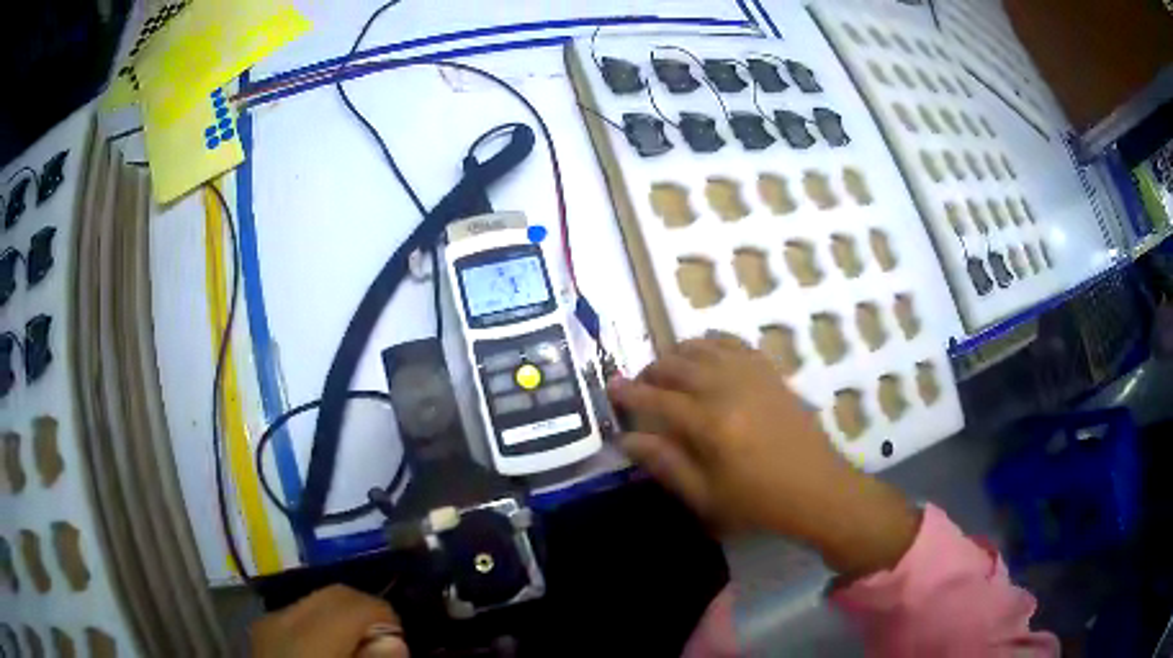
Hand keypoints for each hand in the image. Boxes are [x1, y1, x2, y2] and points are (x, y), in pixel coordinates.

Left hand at [250, 585, 409, 657]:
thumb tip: (394, 640)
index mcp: (308, 638)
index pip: (355, 602)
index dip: (385, 618)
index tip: (399, 643)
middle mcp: (282, 619)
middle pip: (334, 594)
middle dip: (365, 612)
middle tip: (383, 644)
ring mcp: (267, 623)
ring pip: (315, 600)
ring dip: (343, 618)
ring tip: (357, 648)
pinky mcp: (261, 631)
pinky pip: (298, 614)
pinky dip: (321, 624)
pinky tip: (329, 649)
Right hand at [609, 335, 919, 577]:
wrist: (817, 489)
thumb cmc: (758, 502)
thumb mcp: (705, 496)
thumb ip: (665, 464)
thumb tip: (628, 440)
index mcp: (709, 424)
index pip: (657, 399)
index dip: (629, 393)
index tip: (610, 388)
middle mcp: (727, 388)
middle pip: (676, 364)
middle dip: (650, 372)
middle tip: (639, 387)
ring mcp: (752, 374)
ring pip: (702, 346)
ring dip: (678, 354)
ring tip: (669, 372)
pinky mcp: (770, 371)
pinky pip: (734, 343)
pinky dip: (712, 344)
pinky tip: (706, 358)